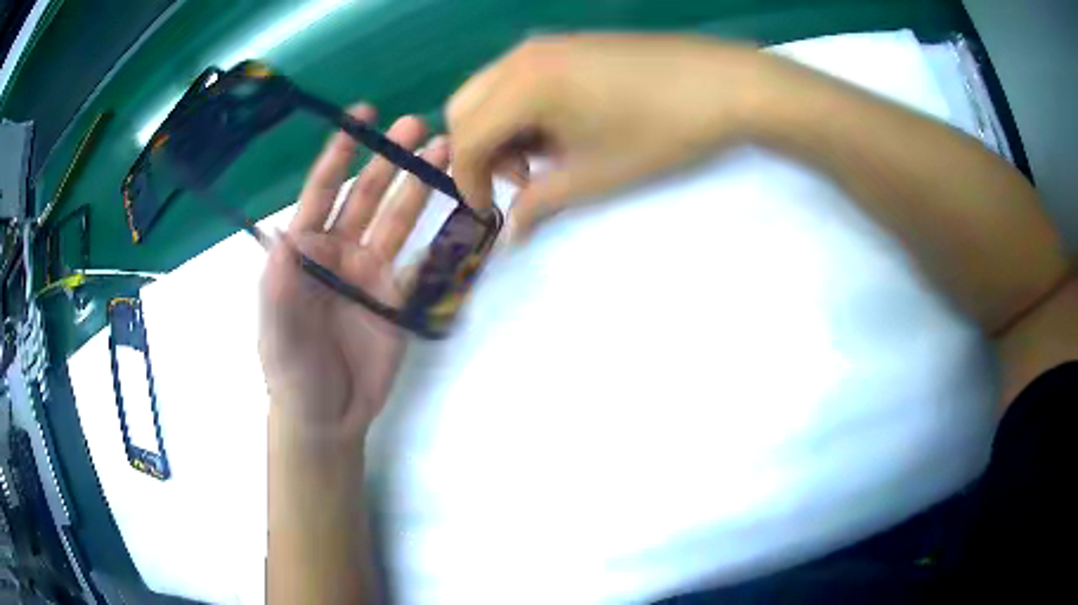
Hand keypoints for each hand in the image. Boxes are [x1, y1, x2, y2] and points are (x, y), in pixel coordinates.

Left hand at [259, 106, 448, 441]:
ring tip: (445, 152)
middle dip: (390, 160)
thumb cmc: (291, 372)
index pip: (323, 193)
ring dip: (419, 185)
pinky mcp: (398, 296)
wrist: (328, 416)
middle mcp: (340, 251)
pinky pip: (422, 260)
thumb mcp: (276, 333)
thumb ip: (277, 288)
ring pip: (398, 218)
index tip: (361, 117)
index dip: (340, 154)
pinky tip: (461, 209)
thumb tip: (283, 237)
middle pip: (367, 195)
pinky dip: (442, 236)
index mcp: (306, 251)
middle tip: (419, 126)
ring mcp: (372, 272)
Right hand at [446, 34, 775, 235]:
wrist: (724, 84)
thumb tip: (513, 231)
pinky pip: (519, 77)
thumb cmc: (660, 133)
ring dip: (499, 128)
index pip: (467, 139)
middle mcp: (522, 57)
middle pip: (465, 108)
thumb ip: (541, 202)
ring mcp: (546, 44)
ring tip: (547, 154)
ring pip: (489, 90)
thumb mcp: (596, 175)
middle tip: (521, 179)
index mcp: (523, 87)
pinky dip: (520, 107)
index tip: (489, 212)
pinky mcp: (568, 43)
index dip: (468, 181)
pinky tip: (563, 125)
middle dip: (478, 151)